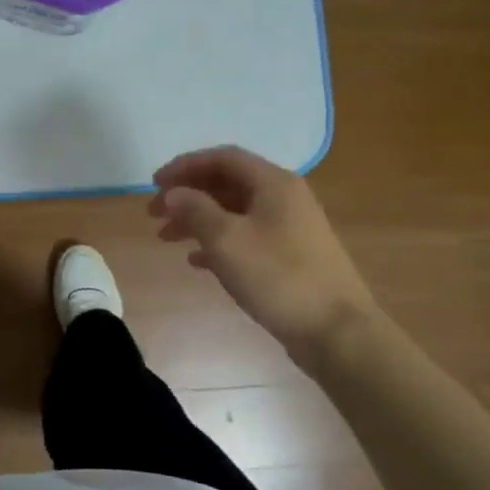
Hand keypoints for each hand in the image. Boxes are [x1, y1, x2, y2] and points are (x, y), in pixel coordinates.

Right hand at [149, 146, 377, 357]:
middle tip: (153, 213)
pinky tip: (196, 260)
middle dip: (187, 194)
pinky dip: (217, 242)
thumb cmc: (278, 277)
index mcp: (273, 183)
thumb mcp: (227, 240)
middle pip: (227, 183)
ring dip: (197, 219)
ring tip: (166, 238)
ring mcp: (289, 228)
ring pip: (234, 212)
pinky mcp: (289, 256)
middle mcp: (284, 197)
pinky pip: (245, 237)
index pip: (222, 158)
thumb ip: (195, 210)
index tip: (154, 183)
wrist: (335, 331)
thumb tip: (173, 192)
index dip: (185, 165)